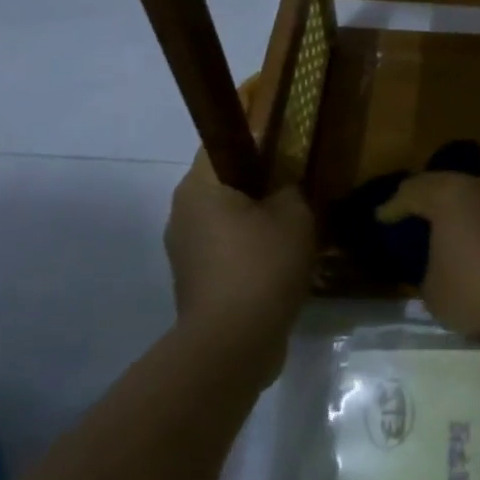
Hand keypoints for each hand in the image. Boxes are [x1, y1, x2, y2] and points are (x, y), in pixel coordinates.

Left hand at [165, 153, 314, 339]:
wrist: (233, 341)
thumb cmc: (263, 263)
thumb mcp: (295, 214)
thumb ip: (291, 188)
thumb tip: (284, 188)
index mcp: (199, 187)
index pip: (222, 143)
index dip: (254, 138)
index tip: (285, 144)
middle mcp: (182, 212)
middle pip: (223, 183)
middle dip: (259, 183)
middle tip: (297, 187)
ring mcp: (184, 250)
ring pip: (225, 218)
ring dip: (255, 219)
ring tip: (294, 226)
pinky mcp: (194, 280)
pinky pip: (225, 249)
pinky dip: (249, 248)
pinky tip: (281, 260)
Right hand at [378, 173, 479, 337]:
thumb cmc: (476, 287)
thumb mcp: (433, 293)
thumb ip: (429, 275)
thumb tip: (438, 272)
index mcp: (450, 196)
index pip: (413, 192)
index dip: (394, 206)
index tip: (382, 217)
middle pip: (450, 187)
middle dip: (432, 200)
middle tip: (416, 213)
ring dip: (467, 215)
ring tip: (456, 233)